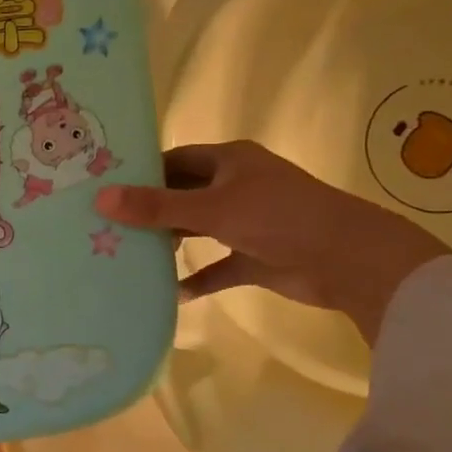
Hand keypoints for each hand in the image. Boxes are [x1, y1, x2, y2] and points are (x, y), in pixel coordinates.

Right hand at [98, 140, 451, 343]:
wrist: (350, 261)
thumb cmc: (278, 218)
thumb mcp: (210, 209)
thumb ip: (155, 207)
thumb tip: (100, 198)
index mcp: (230, 161)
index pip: (175, 159)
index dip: (142, 172)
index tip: (105, 188)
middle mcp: (237, 186)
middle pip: (183, 194)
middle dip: (150, 210)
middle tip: (106, 225)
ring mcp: (248, 222)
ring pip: (198, 229)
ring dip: (170, 243)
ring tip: (127, 254)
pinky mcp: (257, 257)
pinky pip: (217, 266)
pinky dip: (197, 278)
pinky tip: (169, 292)